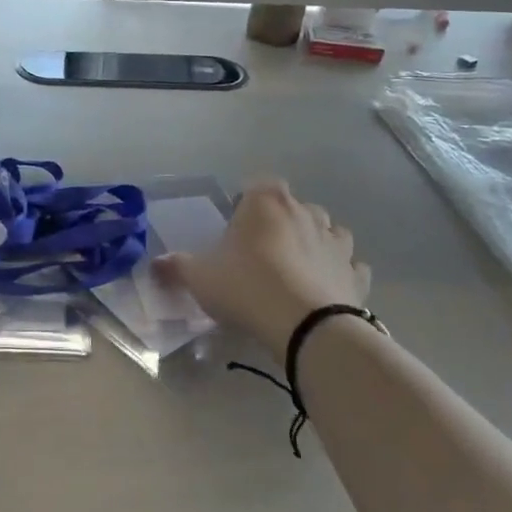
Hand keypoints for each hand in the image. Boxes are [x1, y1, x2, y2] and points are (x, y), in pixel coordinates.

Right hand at [155, 181, 370, 353]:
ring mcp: (336, 242)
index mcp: (266, 202)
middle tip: (261, 252)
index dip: (247, 202)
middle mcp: (305, 212)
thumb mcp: (200, 278)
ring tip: (296, 268)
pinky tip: (325, 288)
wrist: (307, 326)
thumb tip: (155, 264)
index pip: (258, 184)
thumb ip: (177, 267)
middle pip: (293, 206)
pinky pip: (351, 265)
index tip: (236, 228)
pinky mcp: (356, 274)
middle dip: (281, 222)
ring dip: (315, 242)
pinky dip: (340, 272)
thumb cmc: (246, 287)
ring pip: (329, 230)